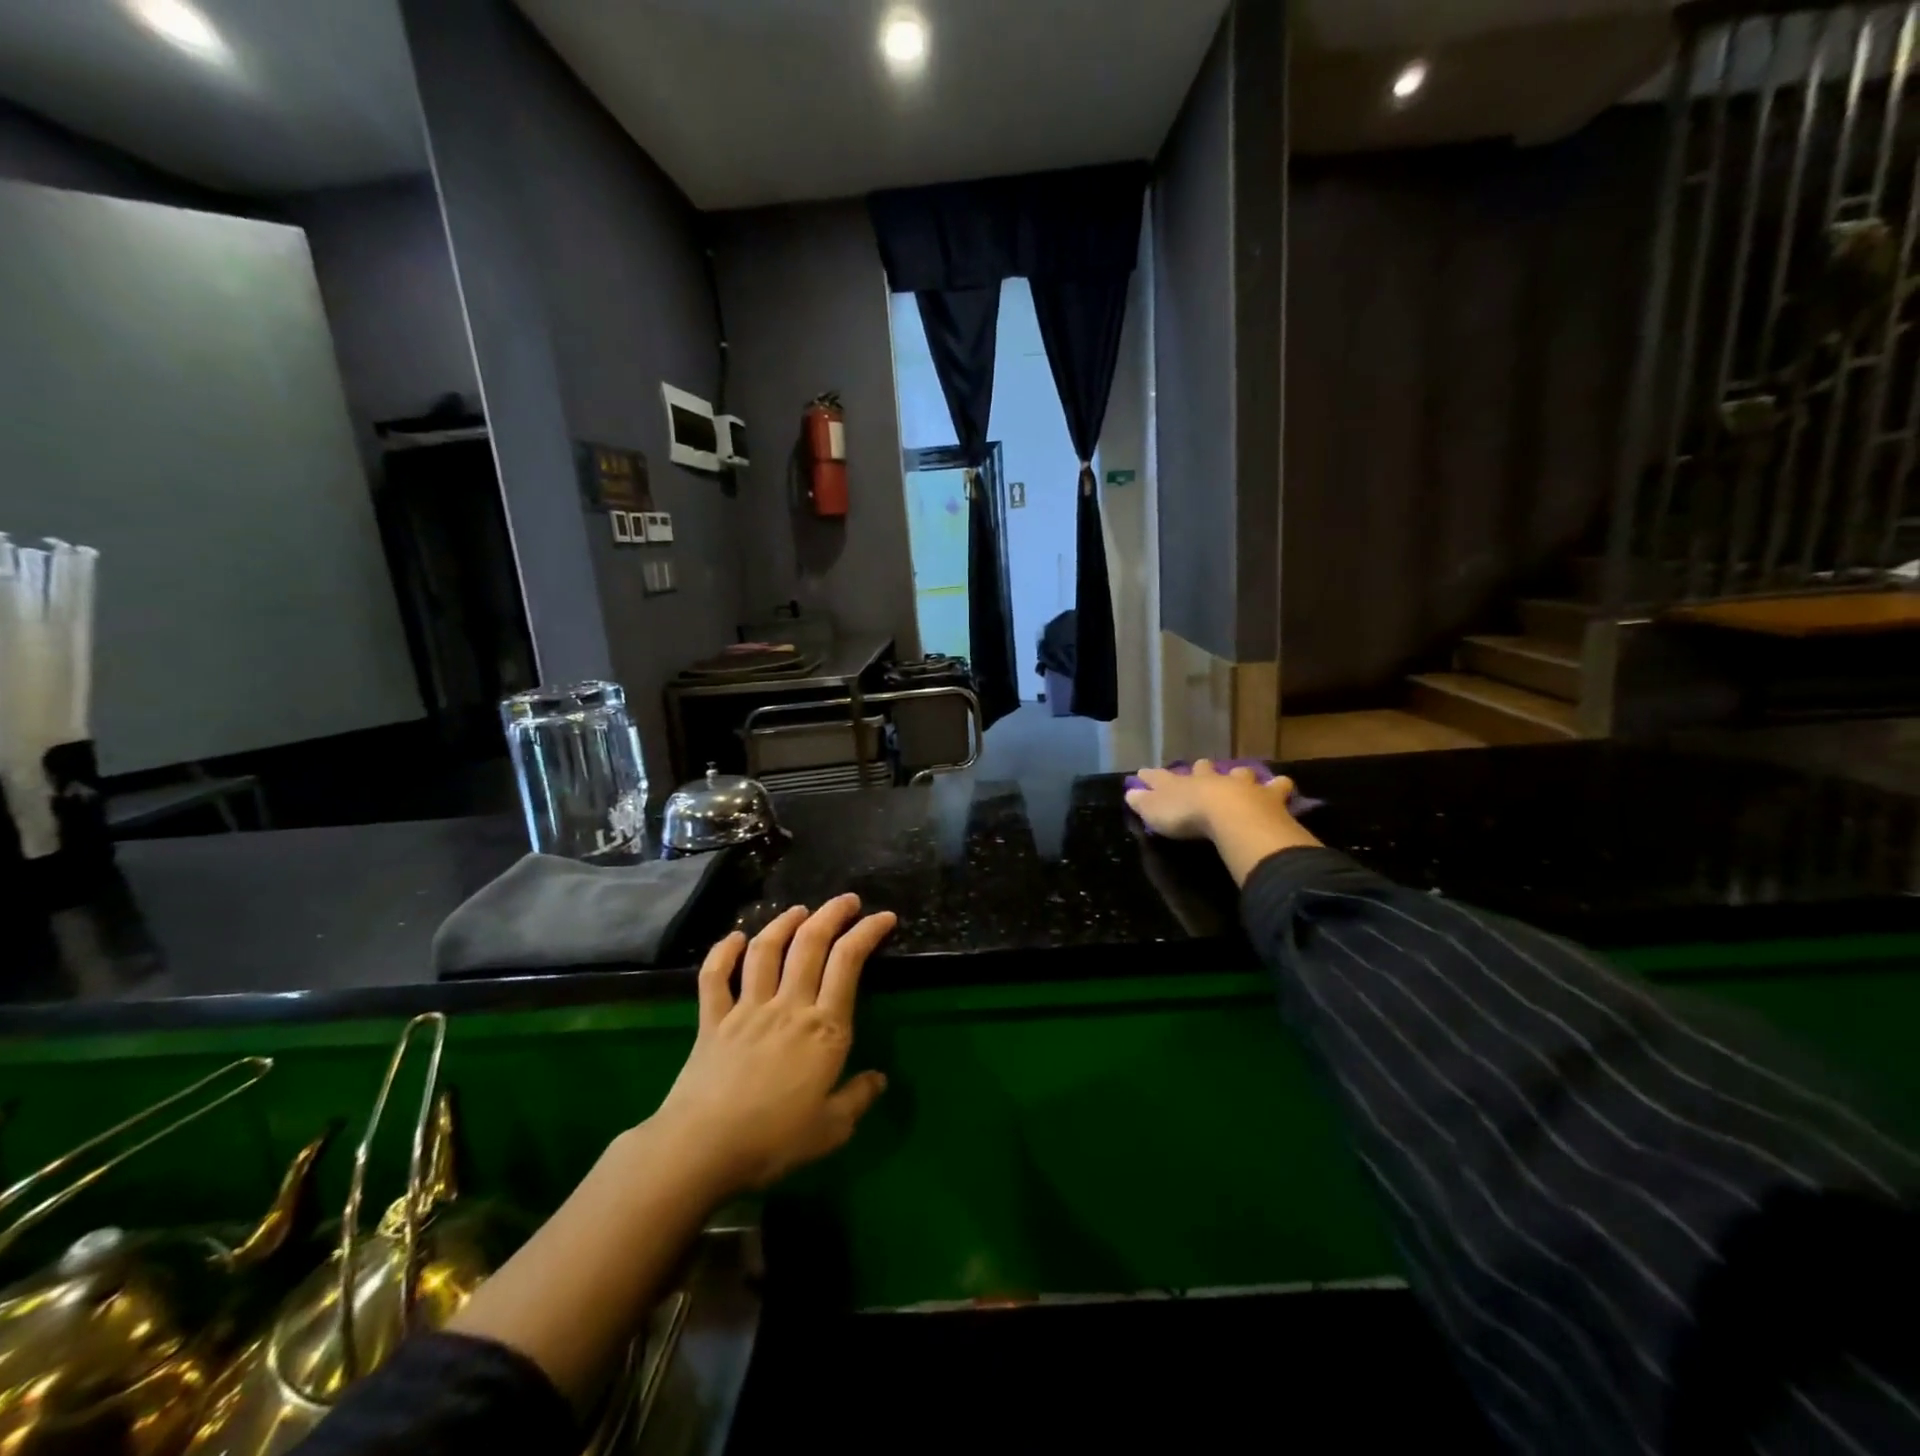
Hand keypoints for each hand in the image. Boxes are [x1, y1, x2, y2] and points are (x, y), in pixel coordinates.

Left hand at [649, 894, 894, 1198]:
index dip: (867, 932)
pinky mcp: (712, 1020)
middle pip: (811, 943)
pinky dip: (723, 952)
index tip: (883, 917)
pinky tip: (735, 938)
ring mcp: (747, 1008)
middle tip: (847, 900)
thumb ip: (857, 1099)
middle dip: (832, 914)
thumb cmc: (773, 1141)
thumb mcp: (831, 1130)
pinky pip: (715, 977)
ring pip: (766, 950)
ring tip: (799, 910)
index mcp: (824, 1028)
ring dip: (784, 922)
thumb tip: (879, 1078)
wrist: (701, 1150)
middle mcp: (788, 1006)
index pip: (848, 963)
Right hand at [1126, 760, 1291, 836]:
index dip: (1151, 776)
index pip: (1161, 777)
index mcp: (1181, 783)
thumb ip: (1143, 802)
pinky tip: (1281, 785)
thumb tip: (1129, 792)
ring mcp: (1240, 784)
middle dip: (1200, 768)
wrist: (1230, 816)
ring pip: (1239, 772)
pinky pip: (1276, 786)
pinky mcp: (1267, 795)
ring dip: (1238, 774)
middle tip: (1200, 767)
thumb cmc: (1187, 816)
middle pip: (1203, 769)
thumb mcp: (1155, 812)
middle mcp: (1210, 779)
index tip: (1143, 772)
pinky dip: (1278, 786)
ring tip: (1241, 774)